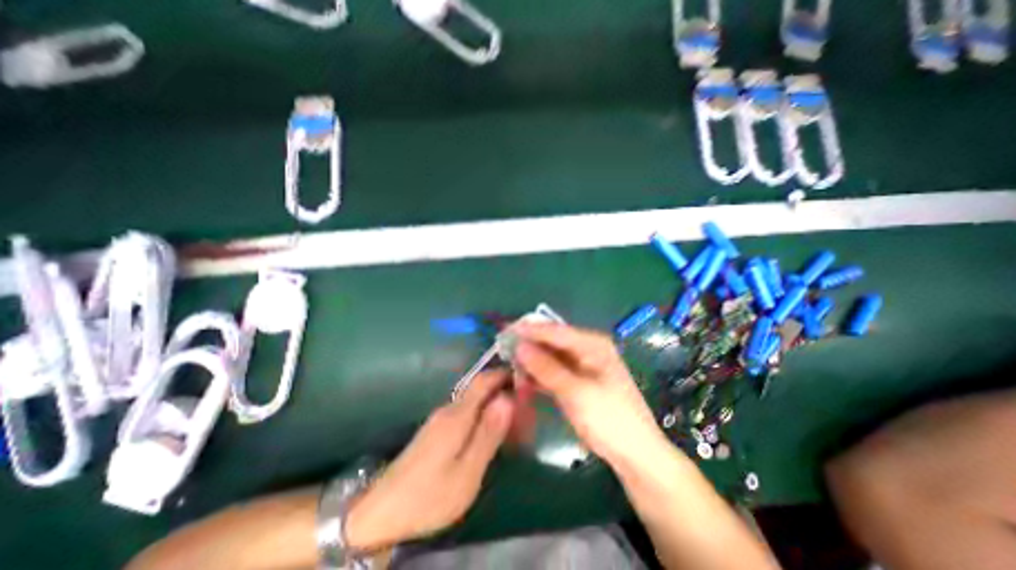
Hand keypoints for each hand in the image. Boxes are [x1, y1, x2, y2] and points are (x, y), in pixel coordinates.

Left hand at [343, 370, 517, 550]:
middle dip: (502, 388)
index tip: (524, 377)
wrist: (381, 512)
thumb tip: (507, 398)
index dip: (503, 374)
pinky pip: (466, 411)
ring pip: (473, 399)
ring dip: (493, 400)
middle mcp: (448, 409)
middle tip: (524, 402)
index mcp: (457, 415)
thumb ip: (488, 433)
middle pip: (479, 388)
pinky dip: (482, 412)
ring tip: (513, 416)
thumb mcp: (467, 472)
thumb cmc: (429, 496)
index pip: (483, 381)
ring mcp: (440, 418)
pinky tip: (490, 428)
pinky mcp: (436, 429)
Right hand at [507, 322, 668, 469]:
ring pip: (551, 357)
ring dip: (532, 361)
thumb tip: (519, 345)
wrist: (636, 455)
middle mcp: (588, 349)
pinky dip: (540, 374)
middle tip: (503, 348)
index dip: (528, 329)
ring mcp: (583, 365)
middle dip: (528, 345)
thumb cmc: (610, 420)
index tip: (504, 330)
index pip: (555, 331)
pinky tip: (523, 378)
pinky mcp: (579, 381)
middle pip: (552, 341)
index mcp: (593, 344)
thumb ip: (546, 368)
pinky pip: (555, 371)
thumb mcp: (575, 392)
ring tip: (509, 364)